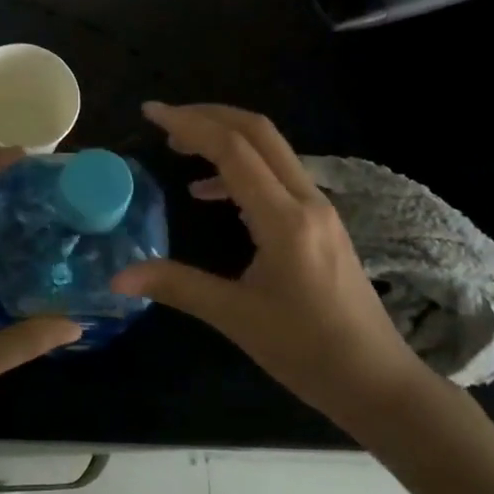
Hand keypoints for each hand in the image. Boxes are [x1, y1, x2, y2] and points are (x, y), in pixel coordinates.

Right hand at [111, 102, 429, 426]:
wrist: (376, 380)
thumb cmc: (307, 351)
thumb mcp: (235, 318)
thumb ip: (177, 286)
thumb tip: (117, 279)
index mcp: (285, 219)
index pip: (233, 150)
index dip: (189, 124)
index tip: (150, 112)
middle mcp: (307, 200)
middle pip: (258, 132)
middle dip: (209, 116)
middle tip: (164, 121)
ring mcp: (319, 208)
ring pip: (271, 149)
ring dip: (226, 137)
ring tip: (181, 148)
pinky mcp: (321, 221)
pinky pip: (278, 174)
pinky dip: (240, 168)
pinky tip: (210, 192)